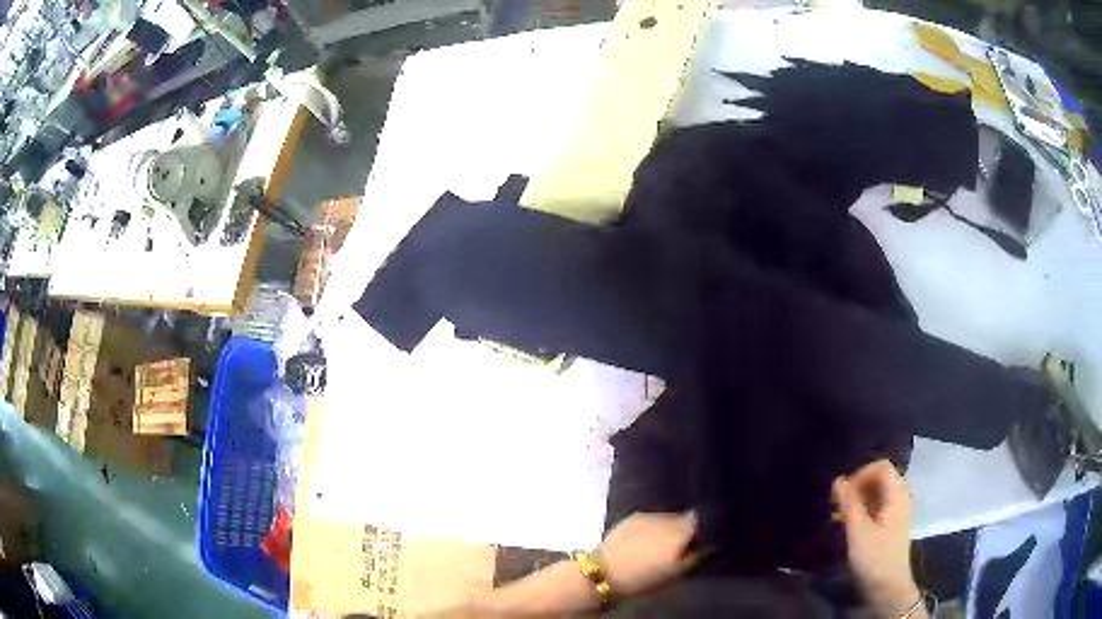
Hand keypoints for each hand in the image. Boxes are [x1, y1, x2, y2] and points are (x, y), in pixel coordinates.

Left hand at [597, 511, 697, 595]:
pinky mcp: (632, 517)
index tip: (696, 540)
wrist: (606, 571)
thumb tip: (706, 545)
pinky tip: (643, 540)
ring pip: (665, 518)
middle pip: (682, 518)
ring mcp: (648, 515)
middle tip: (676, 546)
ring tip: (657, 544)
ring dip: (666, 528)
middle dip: (682, 529)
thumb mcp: (675, 573)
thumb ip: (694, 556)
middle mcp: (667, 518)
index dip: (698, 528)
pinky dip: (651, 527)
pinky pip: (649, 519)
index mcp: (680, 531)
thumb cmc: (644, 577)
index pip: (698, 518)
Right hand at [833, 460, 922, 616]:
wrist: (888, 589)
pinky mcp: (890, 527)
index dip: (860, 474)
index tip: (841, 492)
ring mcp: (896, 514)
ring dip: (856, 500)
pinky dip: (861, 511)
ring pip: (876, 495)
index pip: (881, 467)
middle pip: (879, 479)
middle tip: (835, 504)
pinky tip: (847, 525)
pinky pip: (876, 509)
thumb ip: (849, 504)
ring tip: (837, 516)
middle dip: (856, 487)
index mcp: (896, 495)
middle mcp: (899, 499)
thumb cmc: (874, 558)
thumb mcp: (858, 531)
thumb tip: (838, 479)